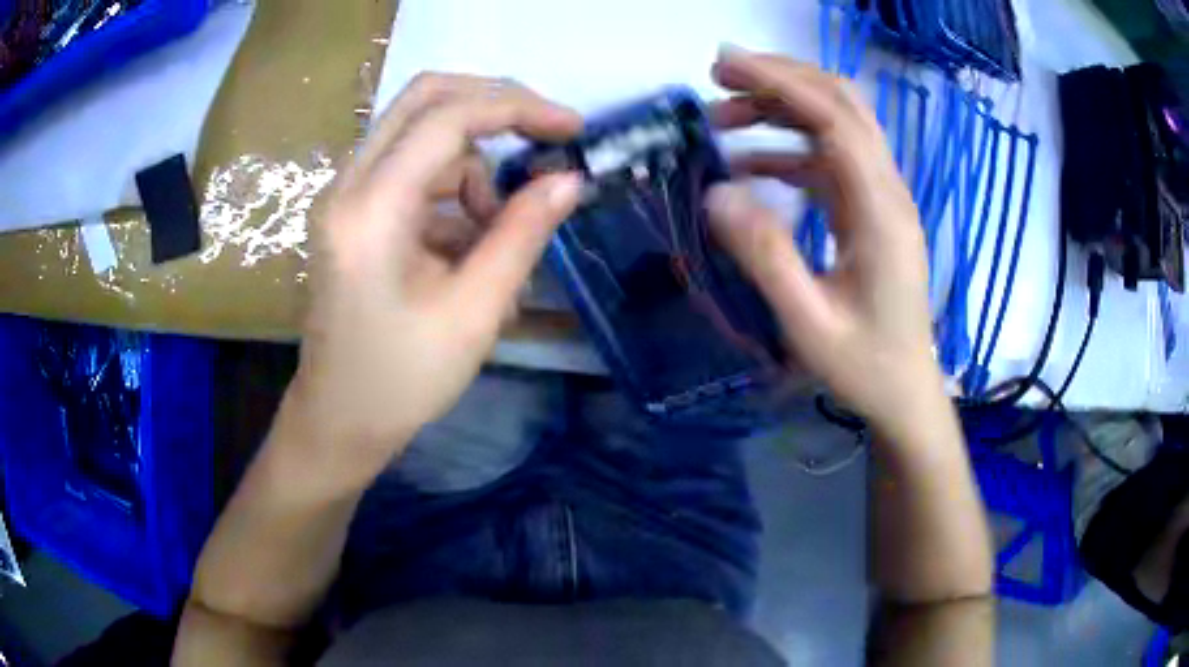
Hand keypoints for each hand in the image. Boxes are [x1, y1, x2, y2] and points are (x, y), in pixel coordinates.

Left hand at [287, 73, 582, 485]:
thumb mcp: (473, 311)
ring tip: (496, 241)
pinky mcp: (353, 211)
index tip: (572, 129)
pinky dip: (452, 193)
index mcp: (370, 210)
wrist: (339, 419)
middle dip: (494, 107)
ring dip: (473, 169)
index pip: (447, 118)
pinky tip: (468, 250)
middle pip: (425, 100)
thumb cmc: (402, 380)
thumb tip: (569, 180)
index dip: (518, 109)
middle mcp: (347, 186)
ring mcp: (345, 195)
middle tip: (544, 137)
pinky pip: (413, 172)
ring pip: (424, 138)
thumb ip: (522, 235)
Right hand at [705, 48, 944, 438]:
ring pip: (837, 126)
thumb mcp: (808, 324)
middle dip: (781, 78)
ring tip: (722, 118)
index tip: (724, 66)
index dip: (781, 82)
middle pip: (843, 105)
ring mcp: (882, 199)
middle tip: (718, 76)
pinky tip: (749, 166)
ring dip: (782, 110)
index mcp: (880, 213)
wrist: (906, 393)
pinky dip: (788, 149)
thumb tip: (716, 193)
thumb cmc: (864, 367)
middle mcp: (888, 192)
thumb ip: (766, 258)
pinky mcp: (871, 212)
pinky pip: (830, 162)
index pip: (835, 119)